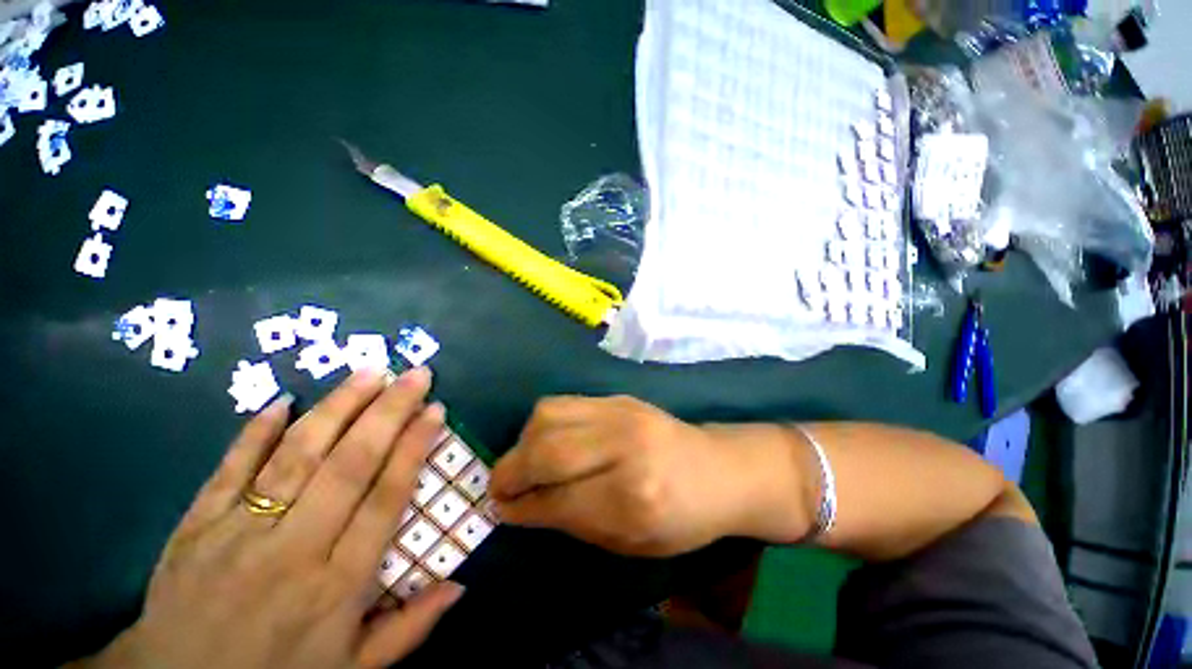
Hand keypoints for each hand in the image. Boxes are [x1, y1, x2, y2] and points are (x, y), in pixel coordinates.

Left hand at [78, 368, 461, 668]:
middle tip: (416, 374)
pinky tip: (281, 400)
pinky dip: (254, 433)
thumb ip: (408, 629)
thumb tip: (460, 585)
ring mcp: (239, 533)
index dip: (414, 447)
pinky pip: (230, 469)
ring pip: (297, 456)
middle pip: (350, 465)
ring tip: (369, 372)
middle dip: (389, 412)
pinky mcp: (196, 524)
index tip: (435, 410)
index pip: (386, 497)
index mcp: (337, 585)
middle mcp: (294, 550)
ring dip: (338, 407)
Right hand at [489, 396, 814, 556]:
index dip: (521, 507)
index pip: (557, 500)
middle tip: (500, 488)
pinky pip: (565, 402)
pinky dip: (543, 421)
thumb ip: (573, 522)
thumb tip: (524, 507)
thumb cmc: (683, 519)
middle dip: (510, 472)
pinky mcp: (619, 398)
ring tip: (523, 462)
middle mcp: (624, 447)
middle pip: (547, 450)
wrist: (719, 469)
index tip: (500, 510)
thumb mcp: (632, 543)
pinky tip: (545, 438)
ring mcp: (622, 413)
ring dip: (524, 441)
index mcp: (633, 499)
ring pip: (549, 416)